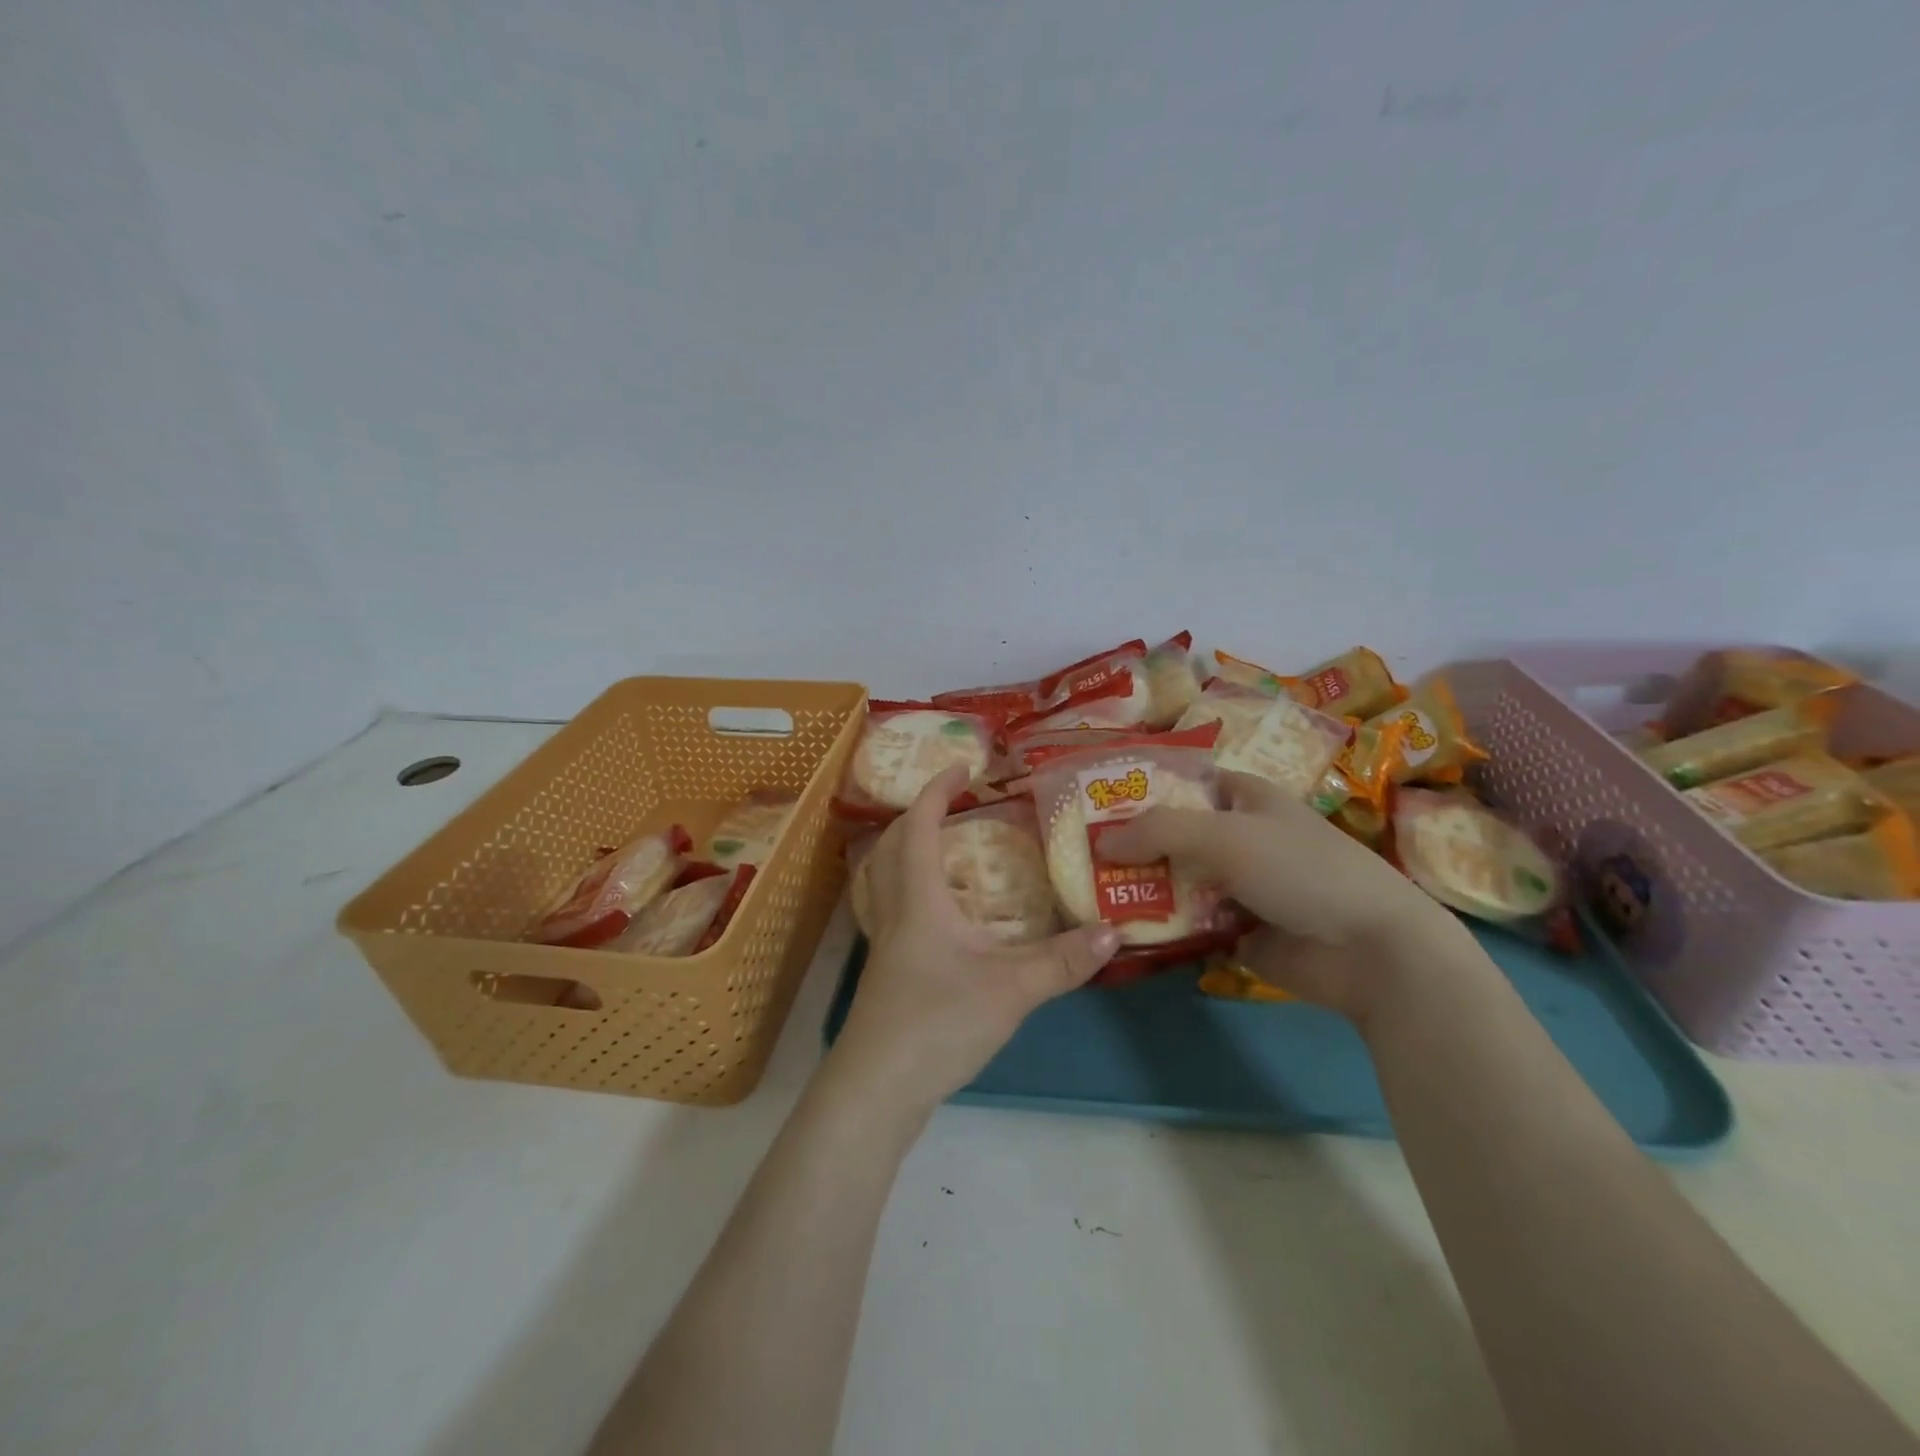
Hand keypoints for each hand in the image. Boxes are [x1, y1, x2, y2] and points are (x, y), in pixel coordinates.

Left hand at [831, 766, 1120, 1112]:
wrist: (877, 1091)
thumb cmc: (937, 1024)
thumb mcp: (1011, 990)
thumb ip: (1063, 961)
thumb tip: (1113, 931)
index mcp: (918, 900)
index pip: (919, 826)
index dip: (937, 791)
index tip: (963, 767)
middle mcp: (894, 913)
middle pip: (892, 847)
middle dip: (919, 816)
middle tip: (954, 806)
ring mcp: (883, 946)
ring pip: (884, 880)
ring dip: (908, 853)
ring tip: (946, 851)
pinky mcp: (885, 975)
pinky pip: (891, 912)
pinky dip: (912, 893)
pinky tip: (941, 918)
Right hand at [1098, 772, 1462, 1023]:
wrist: (1370, 951)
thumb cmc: (1300, 869)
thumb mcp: (1225, 834)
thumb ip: (1159, 831)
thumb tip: (1100, 841)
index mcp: (1244, 798)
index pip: (1183, 782)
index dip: (1142, 788)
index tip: (1094, 801)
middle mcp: (1239, 837)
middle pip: (1173, 835)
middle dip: (1131, 844)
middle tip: (1077, 854)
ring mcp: (1238, 886)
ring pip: (1177, 881)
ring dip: (1141, 888)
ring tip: (1087, 894)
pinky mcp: (1238, 931)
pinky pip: (1188, 924)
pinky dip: (1161, 927)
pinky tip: (1119, 930)